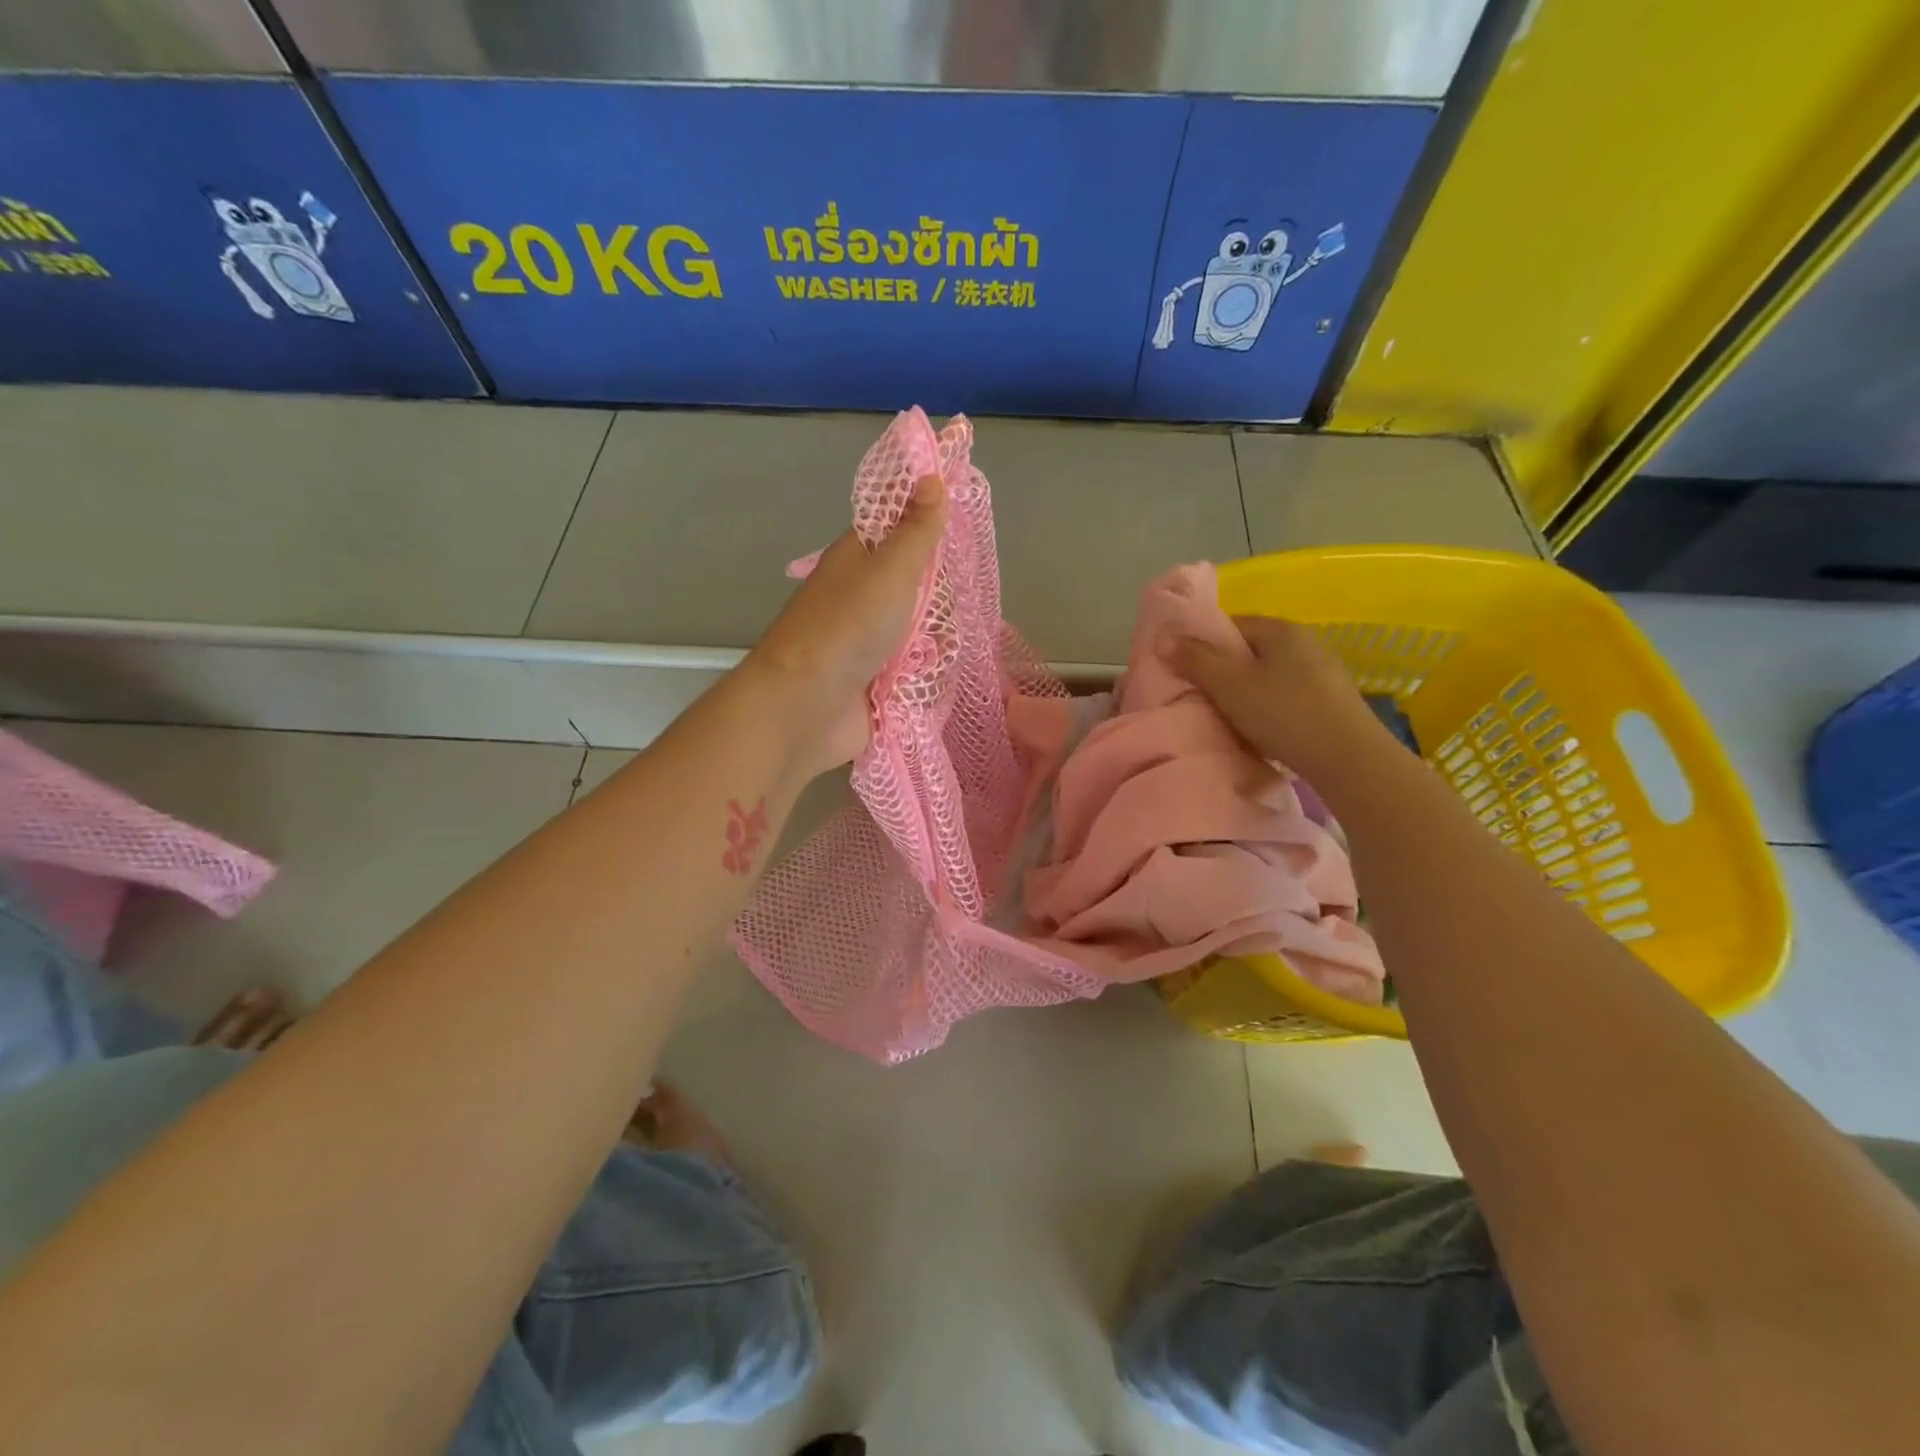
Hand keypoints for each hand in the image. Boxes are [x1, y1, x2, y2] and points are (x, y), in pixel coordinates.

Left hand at [748, 474, 947, 773]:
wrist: (807, 706)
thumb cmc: (848, 626)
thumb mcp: (890, 569)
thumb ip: (916, 529)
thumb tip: (931, 476)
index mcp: (858, 558)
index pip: (899, 528)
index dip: (930, 523)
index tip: (963, 529)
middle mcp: (862, 596)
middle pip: (916, 583)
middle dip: (940, 593)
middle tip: (960, 597)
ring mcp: (868, 640)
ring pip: (919, 628)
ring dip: (936, 637)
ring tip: (949, 641)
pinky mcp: (876, 680)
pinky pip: (915, 668)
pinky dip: (927, 671)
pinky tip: (939, 672)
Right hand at [1165, 615, 1388, 780]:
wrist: (1349, 759)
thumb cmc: (1283, 713)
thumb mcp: (1229, 684)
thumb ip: (1194, 659)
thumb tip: (1163, 637)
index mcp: (1281, 629)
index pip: (1231, 625)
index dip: (1203, 646)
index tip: (1187, 672)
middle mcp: (1306, 642)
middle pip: (1250, 651)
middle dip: (1225, 672)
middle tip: (1204, 698)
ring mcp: (1323, 673)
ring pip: (1269, 676)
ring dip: (1248, 693)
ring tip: (1230, 719)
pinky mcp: (1332, 703)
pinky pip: (1288, 698)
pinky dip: (1270, 710)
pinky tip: (1263, 732)